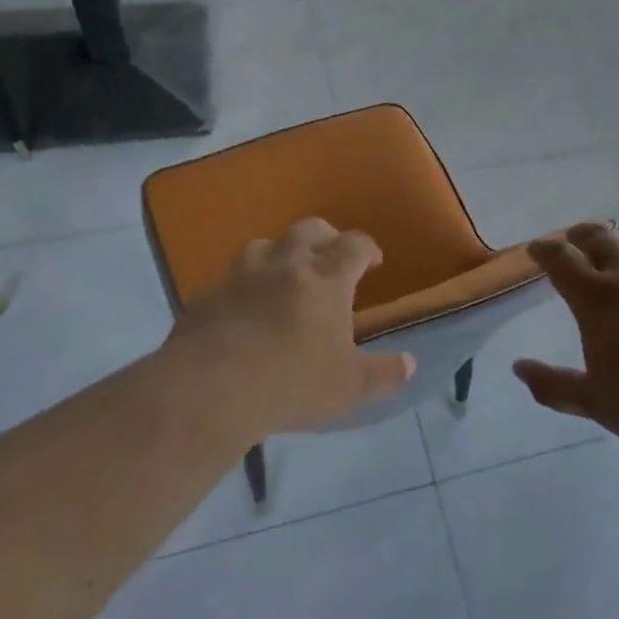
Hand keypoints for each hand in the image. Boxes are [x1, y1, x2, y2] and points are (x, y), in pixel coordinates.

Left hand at [163, 218, 414, 439]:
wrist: (210, 388)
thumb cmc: (291, 382)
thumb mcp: (349, 387)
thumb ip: (383, 373)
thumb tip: (409, 363)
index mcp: (326, 279)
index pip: (354, 245)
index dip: (367, 248)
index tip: (373, 262)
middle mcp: (286, 265)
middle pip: (309, 229)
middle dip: (326, 237)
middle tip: (331, 257)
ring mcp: (242, 276)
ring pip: (264, 244)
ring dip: (280, 253)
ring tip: (284, 274)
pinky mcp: (208, 295)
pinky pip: (230, 278)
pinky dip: (244, 285)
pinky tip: (243, 308)